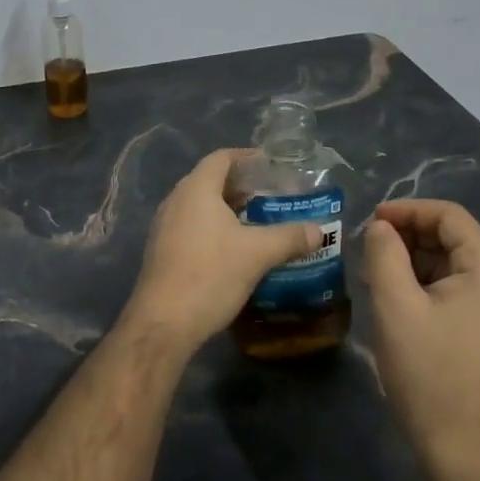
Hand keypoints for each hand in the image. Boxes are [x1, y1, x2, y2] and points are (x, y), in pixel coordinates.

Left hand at [121, 149, 321, 352]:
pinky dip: (213, 227)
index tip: (271, 165)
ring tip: (257, 221)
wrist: (163, 322)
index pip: (221, 158)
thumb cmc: (210, 275)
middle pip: (210, 180)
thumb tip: (318, 230)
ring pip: (200, 205)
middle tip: (271, 196)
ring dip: (227, 209)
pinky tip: (234, 248)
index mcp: (196, 189)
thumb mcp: (256, 254)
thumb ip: (288, 237)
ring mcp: (164, 226)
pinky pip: (191, 225)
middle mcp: (176, 200)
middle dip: (241, 185)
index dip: (246, 157)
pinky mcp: (162, 250)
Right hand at [363, 199, 479, 475]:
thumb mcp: (394, 303)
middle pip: (452, 238)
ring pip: (449, 265)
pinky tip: (393, 300)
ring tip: (373, 274)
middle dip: (407, 235)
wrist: (460, 448)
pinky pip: (453, 290)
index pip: (450, 216)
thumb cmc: (427, 370)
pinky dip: (422, 284)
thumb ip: (384, 253)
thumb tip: (381, 227)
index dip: (408, 210)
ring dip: (411, 260)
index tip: (371, 220)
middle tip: (367, 248)